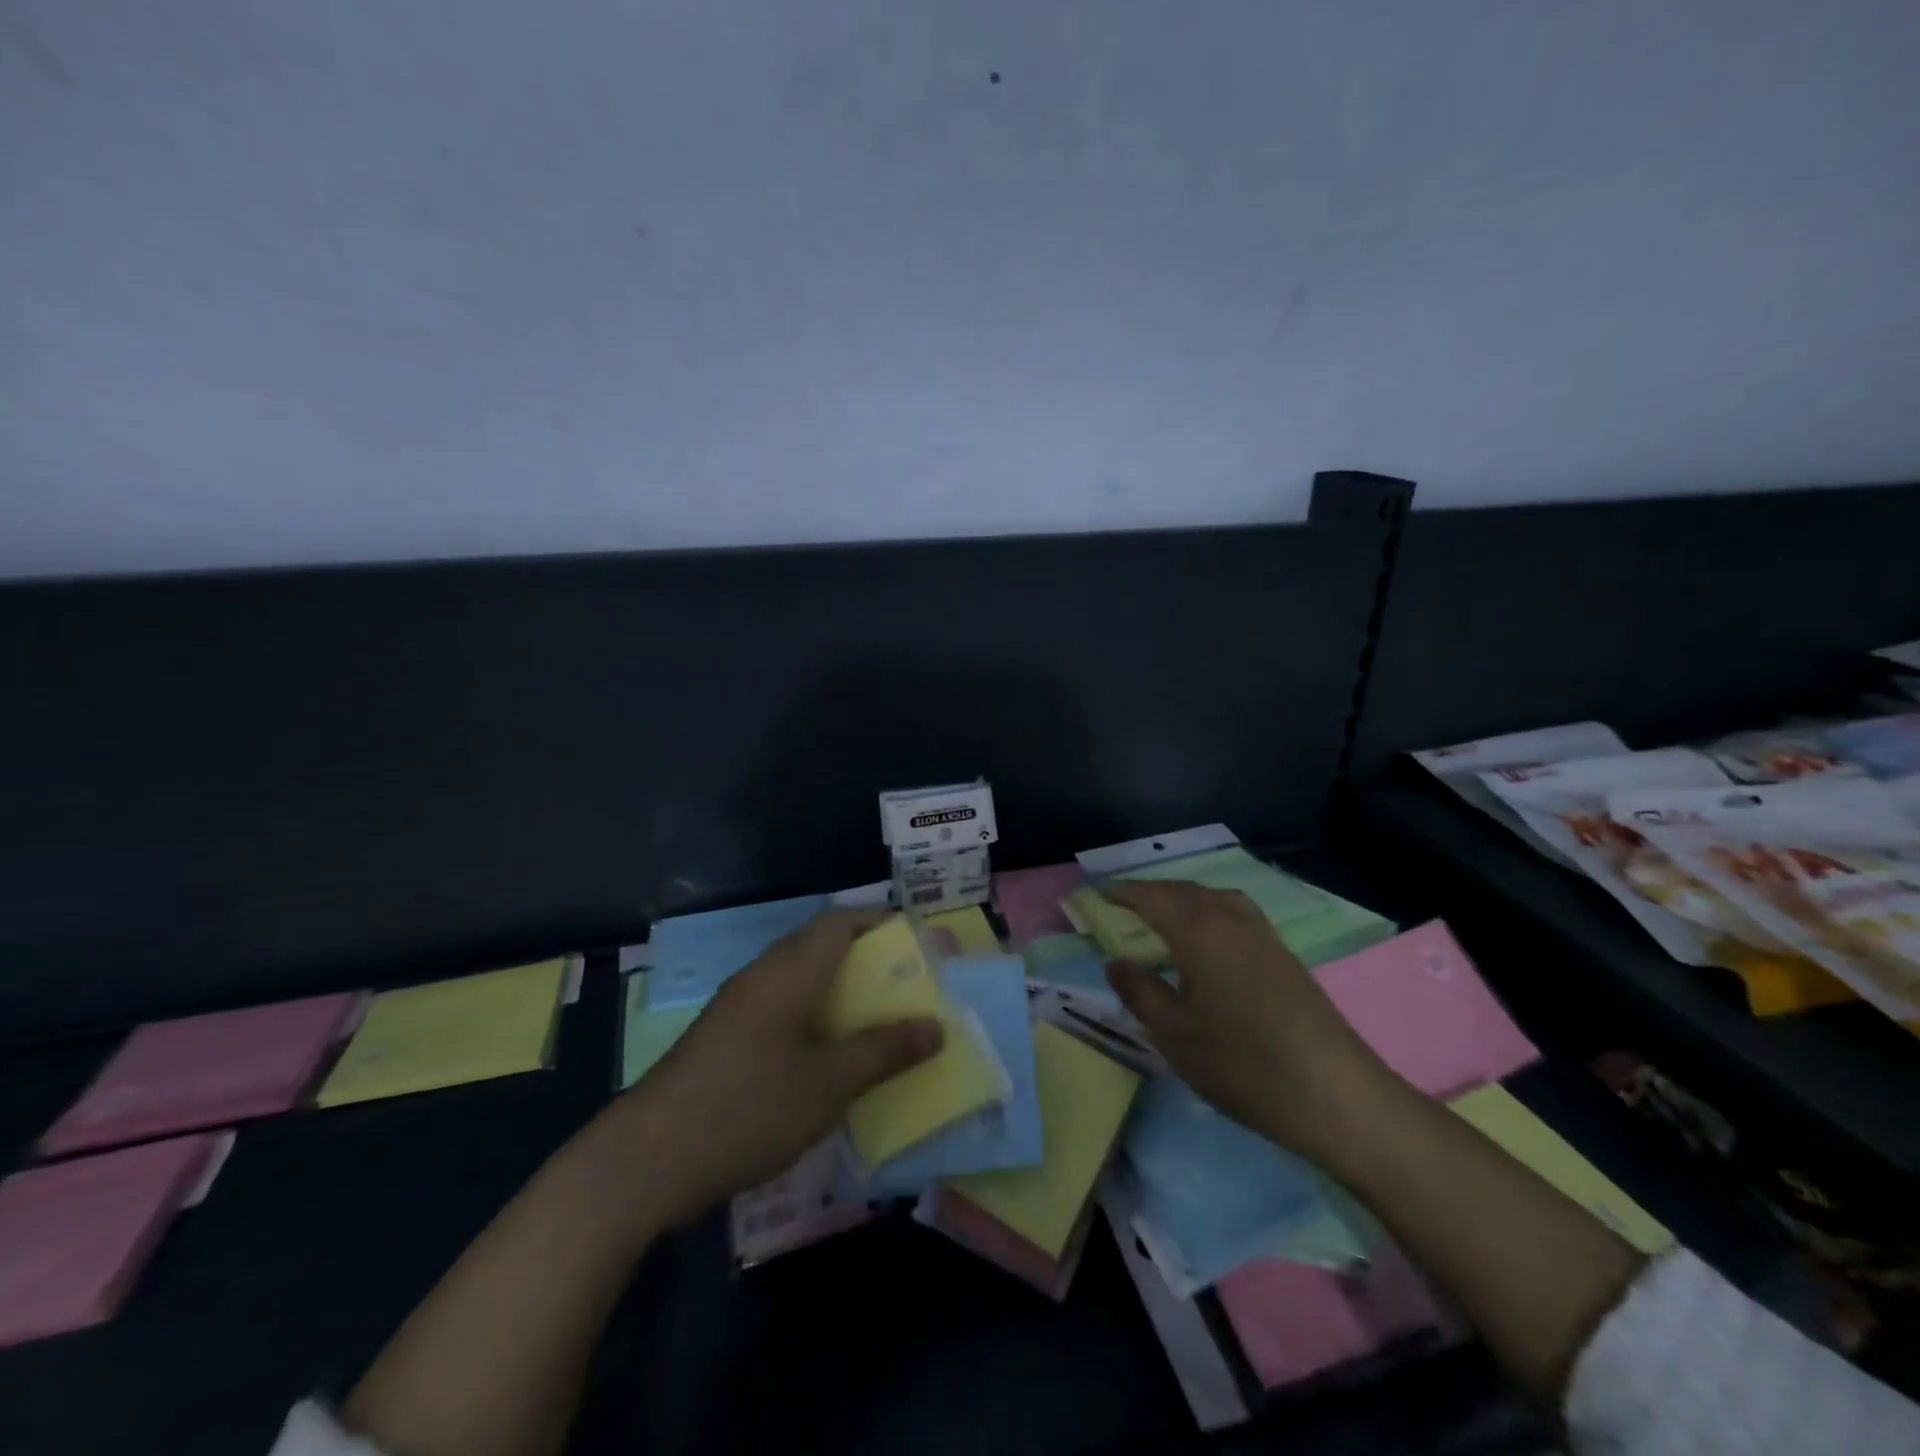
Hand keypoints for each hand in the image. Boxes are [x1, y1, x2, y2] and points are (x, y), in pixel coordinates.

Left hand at [615, 910, 942, 1223]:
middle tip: (904, 985)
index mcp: (790, 970)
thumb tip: (936, 1027)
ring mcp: (738, 1006)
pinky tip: (826, 1054)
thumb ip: (884, 1051)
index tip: (915, 942)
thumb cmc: (750, 1107)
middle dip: (864, 957)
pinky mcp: (724, 1036)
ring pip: (799, 977)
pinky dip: (812, 1014)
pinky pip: (780, 1006)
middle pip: (819, 944)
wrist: (647, 1160)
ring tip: (874, 1018)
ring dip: (837, 988)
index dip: (880, 921)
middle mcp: (763, 975)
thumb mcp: (829, 1084)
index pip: (840, 921)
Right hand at [1101, 880, 1388, 1160]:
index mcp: (1199, 931)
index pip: (1152, 897)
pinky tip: (1208, 940)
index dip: (1122, 892)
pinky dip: (1209, 912)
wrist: (1337, 1095)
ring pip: (1213, 899)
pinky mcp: (1283, 955)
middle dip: (1151, 892)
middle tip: (1122, 903)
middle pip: (1184, 891)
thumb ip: (1141, 992)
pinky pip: (1234, 914)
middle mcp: (1231, 920)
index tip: (1096, 893)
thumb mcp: (1176, 1034)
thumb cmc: (1243, 1064)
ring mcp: (1263, 935)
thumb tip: (1116, 962)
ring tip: (1162, 915)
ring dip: (1183, 899)